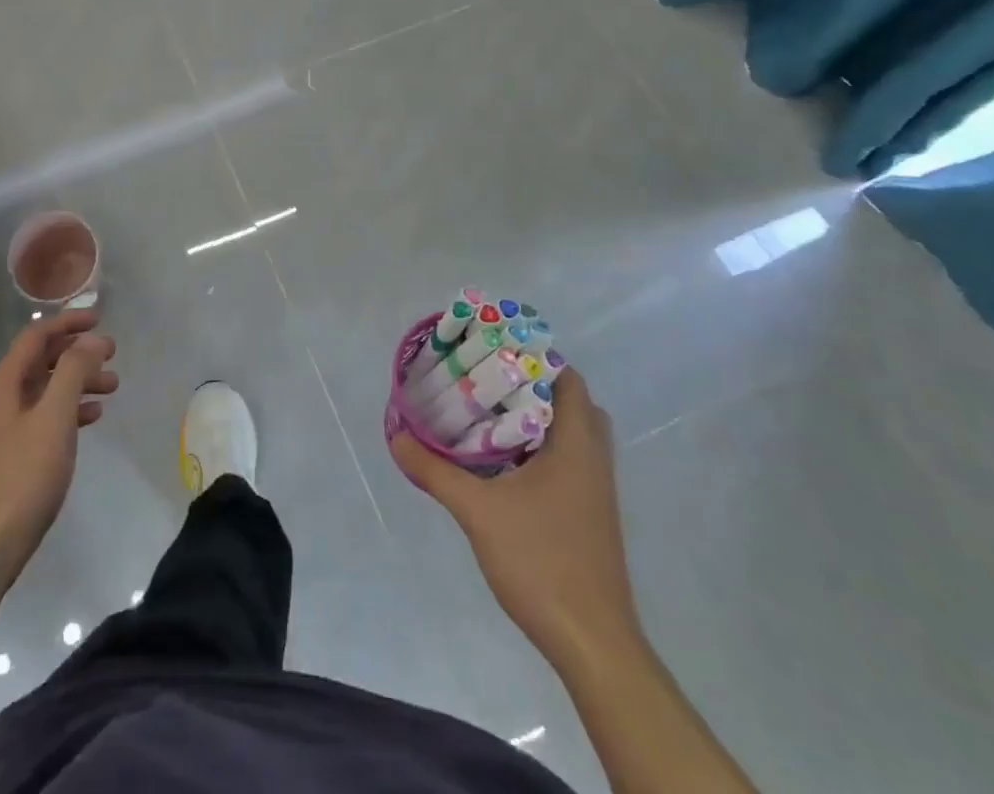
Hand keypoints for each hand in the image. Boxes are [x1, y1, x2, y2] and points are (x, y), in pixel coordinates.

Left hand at [0, 307, 117, 581]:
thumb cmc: (22, 476)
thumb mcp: (54, 418)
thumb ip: (73, 372)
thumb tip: (91, 339)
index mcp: (5, 383)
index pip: (36, 335)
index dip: (67, 322)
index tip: (100, 320)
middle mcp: (1, 399)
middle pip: (42, 360)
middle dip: (78, 352)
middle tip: (113, 354)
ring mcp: (6, 428)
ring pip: (47, 389)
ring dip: (78, 381)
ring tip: (113, 386)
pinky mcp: (13, 455)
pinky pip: (46, 417)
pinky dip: (70, 409)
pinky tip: (93, 418)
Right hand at [392, 371, 640, 673]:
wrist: (592, 643)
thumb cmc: (541, 562)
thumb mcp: (478, 511)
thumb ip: (435, 470)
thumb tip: (396, 435)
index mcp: (576, 446)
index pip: (568, 380)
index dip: (536, 357)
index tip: (494, 350)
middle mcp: (594, 461)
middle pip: (573, 403)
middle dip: (534, 386)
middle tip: (489, 379)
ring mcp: (596, 492)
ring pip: (573, 435)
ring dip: (539, 419)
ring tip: (490, 412)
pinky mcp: (591, 516)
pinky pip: (570, 461)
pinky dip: (542, 448)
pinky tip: (504, 462)